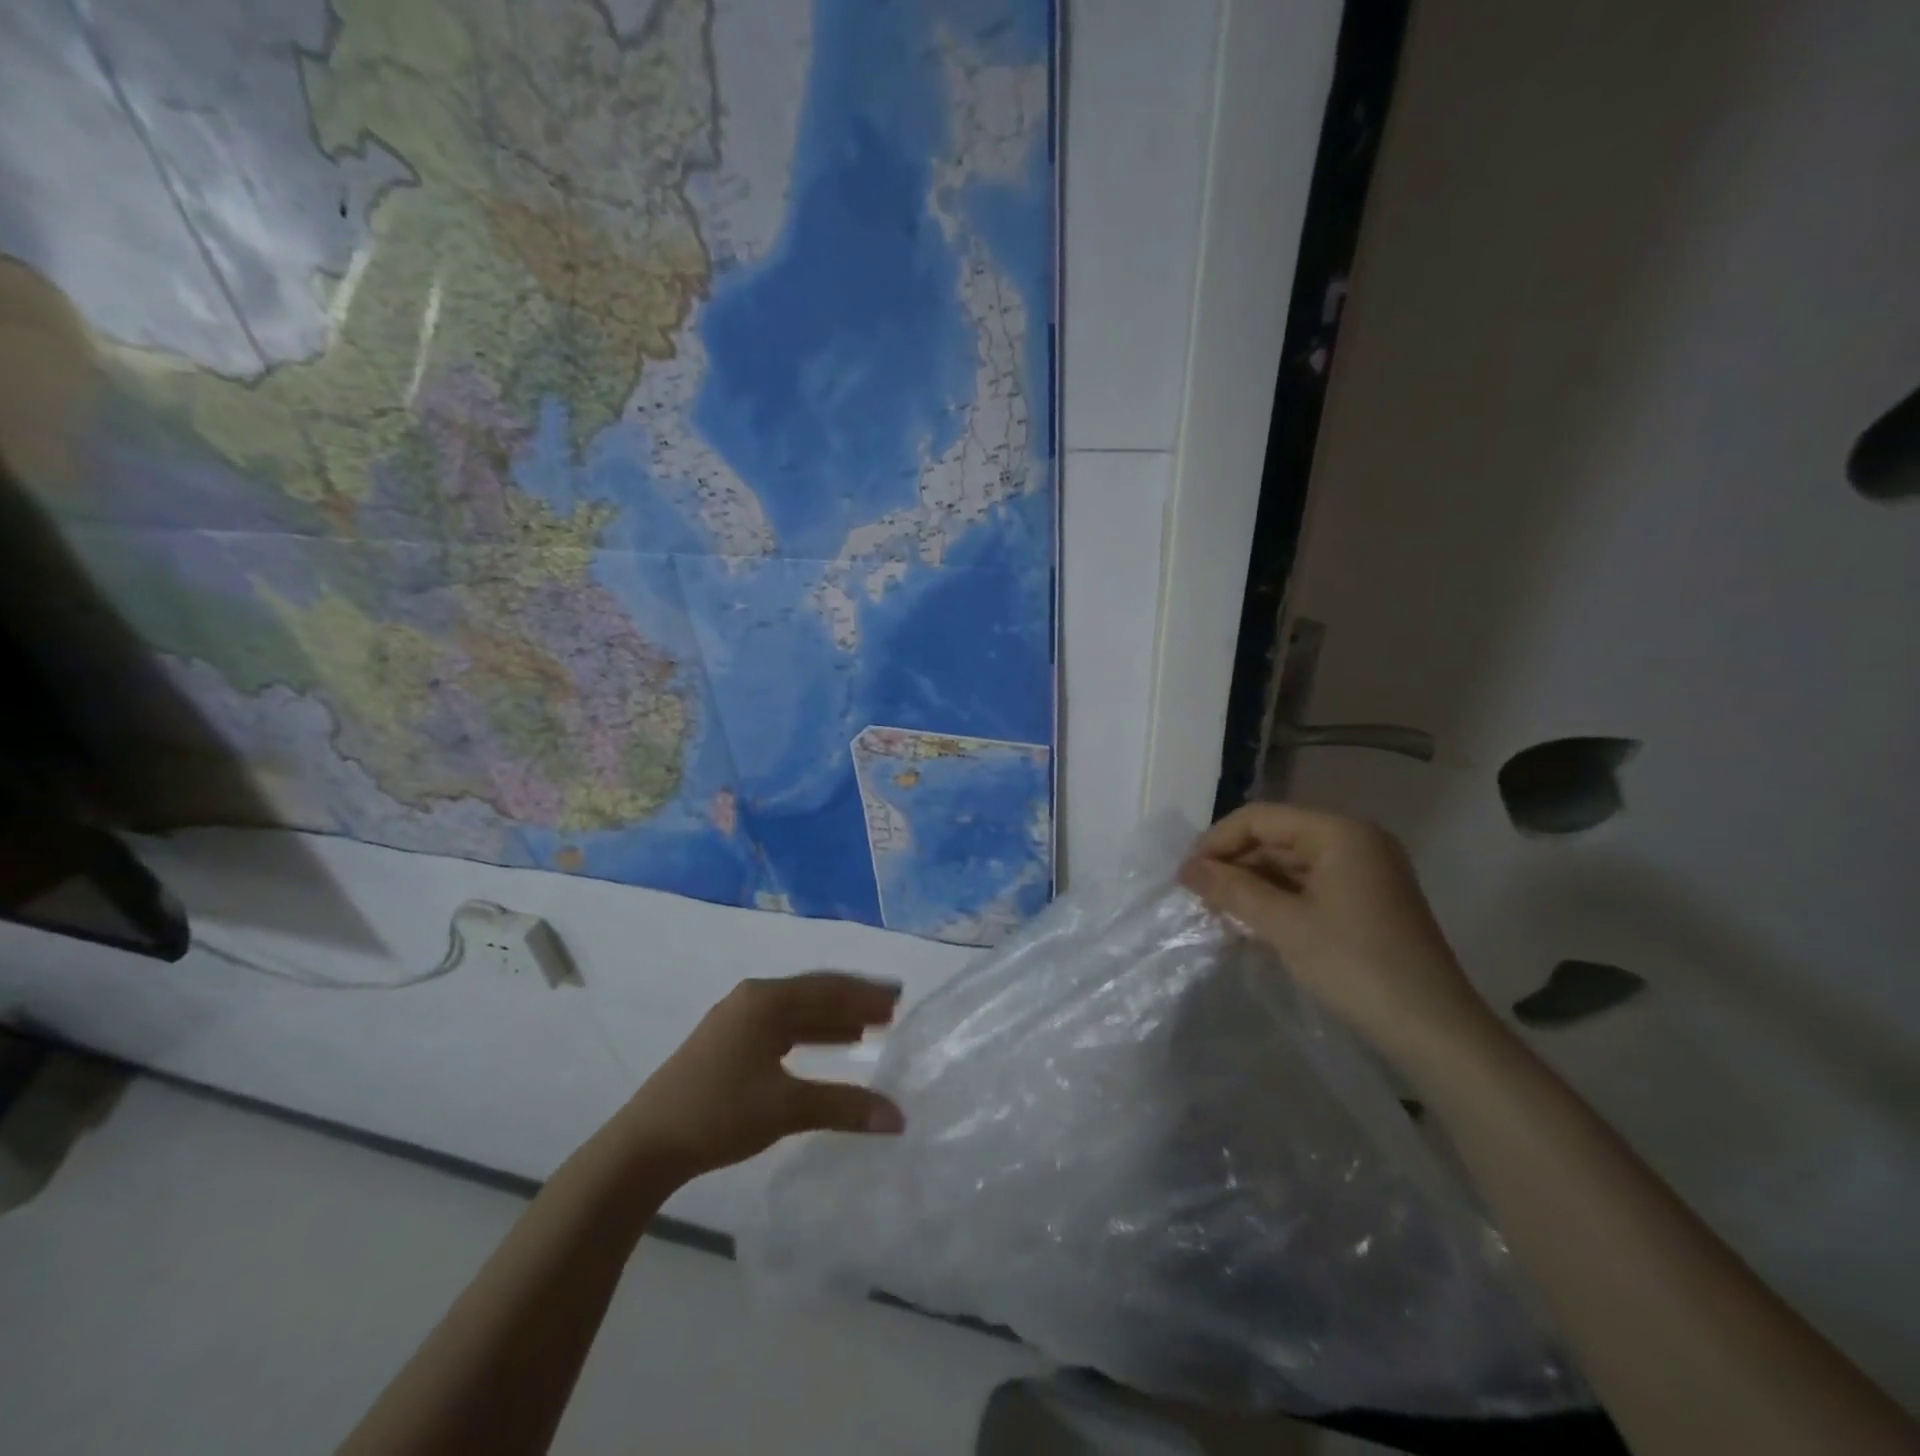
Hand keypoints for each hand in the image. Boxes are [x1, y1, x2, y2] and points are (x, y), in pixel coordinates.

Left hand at [617, 973, 905, 1177]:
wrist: (645, 1145)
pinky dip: (811, 1035)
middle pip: (814, 994)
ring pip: (797, 1012)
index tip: (899, 997)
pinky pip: (782, 1029)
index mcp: (766, 1000)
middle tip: (891, 1011)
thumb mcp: (786, 1108)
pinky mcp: (728, 1044)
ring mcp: (737, 1020)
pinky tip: (829, 1046)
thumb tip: (898, 1117)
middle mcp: (753, 999)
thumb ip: (844, 1107)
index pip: (828, 988)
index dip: (866, 994)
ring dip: (833, 1019)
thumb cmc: (718, 1114)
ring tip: (869, 1029)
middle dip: (853, 1003)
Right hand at [1179, 803, 1492, 1066]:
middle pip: (1276, 837)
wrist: (1434, 1031)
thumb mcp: (1285, 926)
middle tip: (1198, 897)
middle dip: (1234, 864)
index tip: (1186, 876)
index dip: (1217, 841)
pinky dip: (1277, 899)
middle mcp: (1354, 840)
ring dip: (1252, 884)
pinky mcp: (1366, 900)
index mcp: (1339, 832)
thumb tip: (1187, 870)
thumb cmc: (1356, 967)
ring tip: (1218, 912)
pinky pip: (1309, 885)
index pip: (1260, 818)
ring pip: (1289, 862)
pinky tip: (1251, 921)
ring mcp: (1364, 870)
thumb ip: (1232, 890)